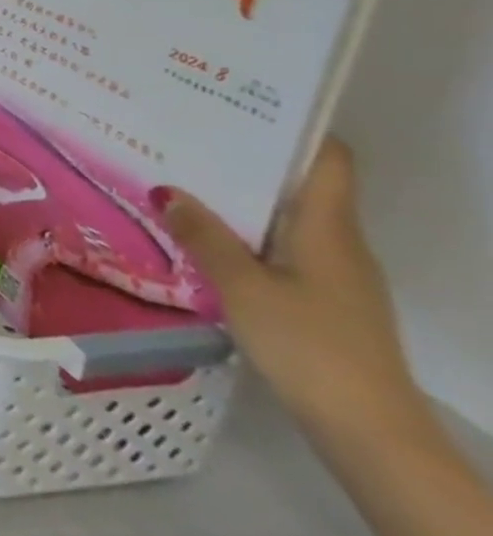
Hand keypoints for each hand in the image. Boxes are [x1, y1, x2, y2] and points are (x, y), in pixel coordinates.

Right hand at [163, 138, 423, 443]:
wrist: (368, 430)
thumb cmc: (309, 345)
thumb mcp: (242, 286)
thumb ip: (203, 236)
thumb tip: (167, 189)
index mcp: (329, 229)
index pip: (329, 160)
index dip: (297, 128)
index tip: (243, 105)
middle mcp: (339, 244)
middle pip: (300, 185)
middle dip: (248, 160)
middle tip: (186, 136)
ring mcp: (335, 275)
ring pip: (286, 218)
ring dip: (240, 199)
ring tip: (180, 180)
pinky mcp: (323, 301)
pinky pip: (280, 248)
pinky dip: (244, 233)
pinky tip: (201, 237)